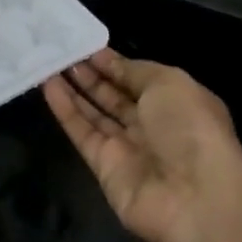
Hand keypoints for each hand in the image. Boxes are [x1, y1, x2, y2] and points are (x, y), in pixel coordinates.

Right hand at [42, 49, 241, 241]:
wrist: (194, 198)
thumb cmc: (190, 128)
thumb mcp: (168, 82)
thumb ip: (133, 70)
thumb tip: (109, 61)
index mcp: (176, 101)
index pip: (137, 77)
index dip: (112, 62)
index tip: (84, 43)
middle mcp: (152, 124)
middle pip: (114, 95)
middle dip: (90, 73)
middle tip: (60, 50)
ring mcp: (127, 147)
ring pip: (95, 113)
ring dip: (73, 88)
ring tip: (47, 62)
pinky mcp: (104, 167)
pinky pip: (82, 133)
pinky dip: (65, 110)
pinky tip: (47, 86)